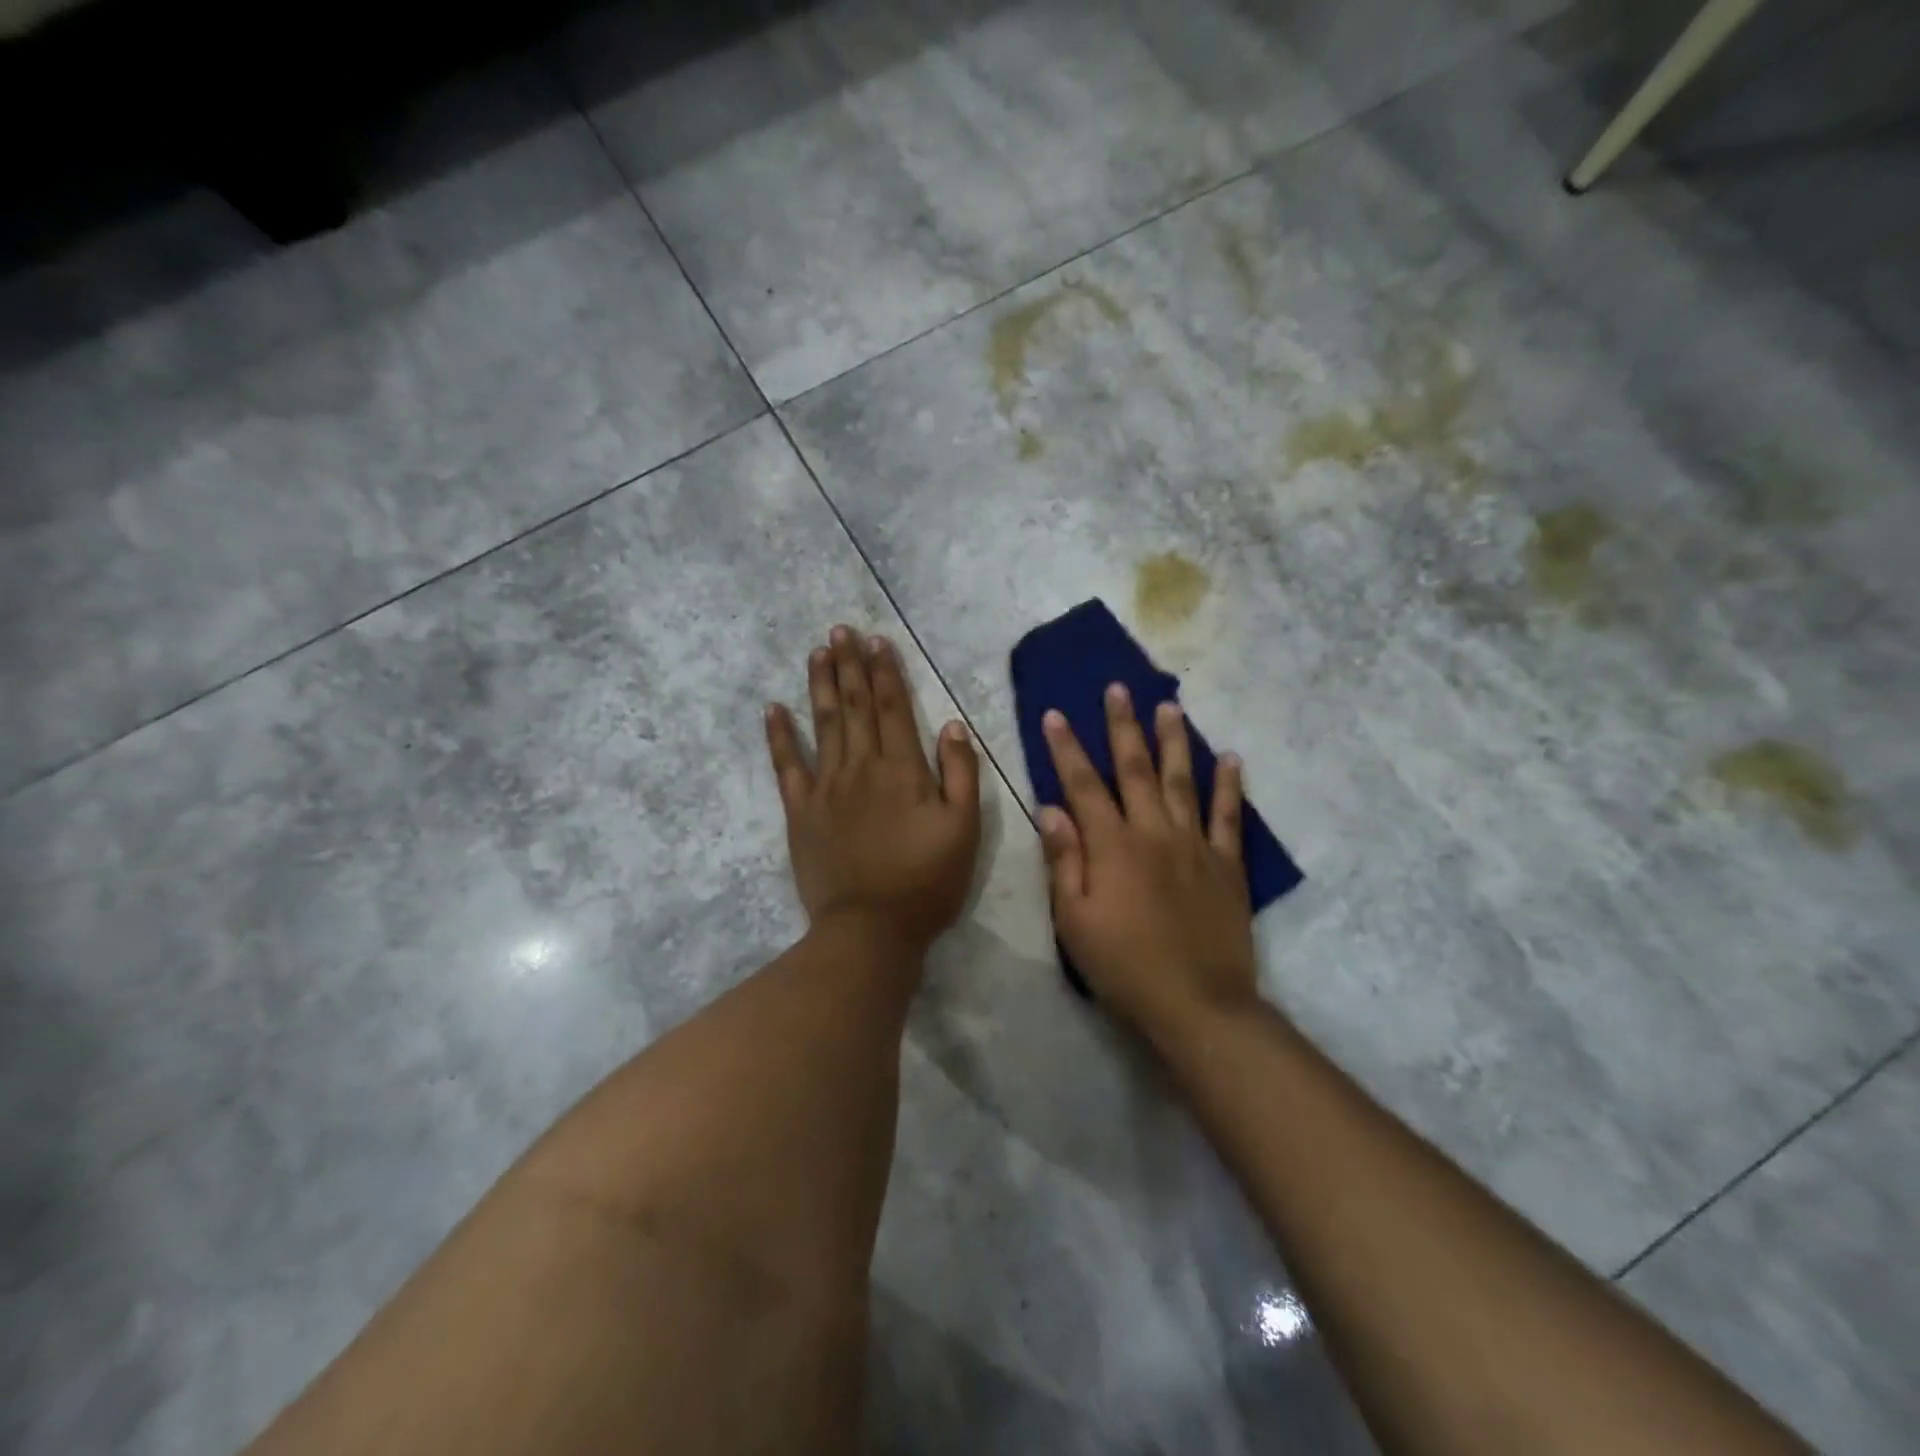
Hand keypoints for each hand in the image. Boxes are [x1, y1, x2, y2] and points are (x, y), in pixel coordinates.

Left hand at [766, 626, 981, 955]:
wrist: (871, 929)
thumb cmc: (926, 881)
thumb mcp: (964, 829)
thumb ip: (961, 774)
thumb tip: (951, 725)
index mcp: (903, 769)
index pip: (893, 708)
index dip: (885, 672)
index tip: (877, 641)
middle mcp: (861, 767)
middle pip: (854, 706)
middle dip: (850, 666)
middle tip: (841, 630)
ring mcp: (826, 787)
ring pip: (822, 724)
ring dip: (821, 685)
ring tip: (818, 651)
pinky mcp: (801, 812)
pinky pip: (787, 766)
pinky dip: (779, 735)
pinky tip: (773, 709)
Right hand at [1040, 684, 1257, 1037]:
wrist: (1197, 1003)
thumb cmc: (1124, 966)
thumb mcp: (1075, 920)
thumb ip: (1064, 860)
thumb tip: (1051, 808)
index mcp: (1112, 846)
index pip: (1083, 785)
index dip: (1067, 748)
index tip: (1056, 714)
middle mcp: (1153, 831)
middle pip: (1135, 768)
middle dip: (1123, 726)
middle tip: (1119, 688)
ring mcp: (1195, 844)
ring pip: (1183, 780)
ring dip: (1174, 741)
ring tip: (1170, 706)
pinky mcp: (1227, 864)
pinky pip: (1228, 816)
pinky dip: (1229, 785)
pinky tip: (1231, 758)